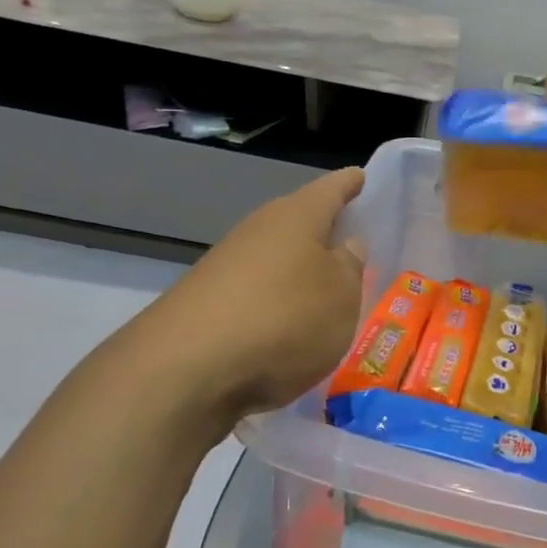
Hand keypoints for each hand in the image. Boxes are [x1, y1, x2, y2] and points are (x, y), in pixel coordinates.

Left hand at [133, 168, 366, 417]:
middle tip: (357, 244)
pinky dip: (277, 304)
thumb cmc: (284, 318)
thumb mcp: (341, 296)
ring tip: (329, 295)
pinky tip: (289, 330)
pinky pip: (257, 293)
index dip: (350, 183)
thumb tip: (347, 245)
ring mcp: (228, 266)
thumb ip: (350, 267)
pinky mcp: (208, 303)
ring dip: (300, 272)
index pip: (331, 188)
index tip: (362, 177)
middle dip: (326, 232)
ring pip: (277, 259)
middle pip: (300, 222)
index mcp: (297, 215)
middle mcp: (259, 230)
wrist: (184, 370)